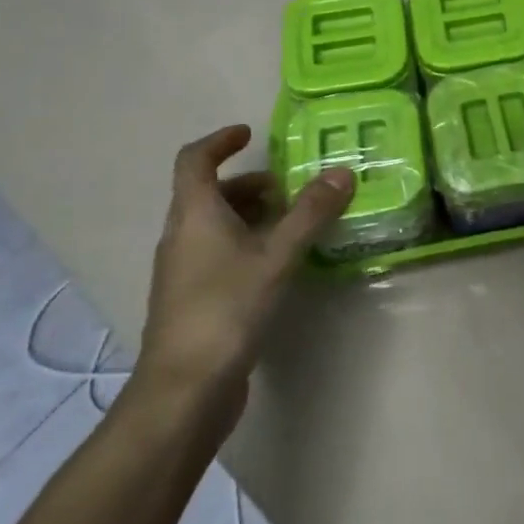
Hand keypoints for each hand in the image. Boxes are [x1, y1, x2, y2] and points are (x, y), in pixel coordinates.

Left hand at [135, 125, 353, 411]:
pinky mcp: (192, 299)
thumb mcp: (276, 256)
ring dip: (249, 214)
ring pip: (214, 225)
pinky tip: (277, 264)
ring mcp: (182, 271)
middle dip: (248, 183)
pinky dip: (245, 243)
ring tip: (292, 224)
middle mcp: (181, 236)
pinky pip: (217, 253)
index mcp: (193, 215)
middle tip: (289, 188)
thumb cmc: (225, 309)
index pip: (194, 160)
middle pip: (208, 193)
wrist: (183, 391)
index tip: (249, 133)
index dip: (219, 141)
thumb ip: (310, 214)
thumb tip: (342, 172)